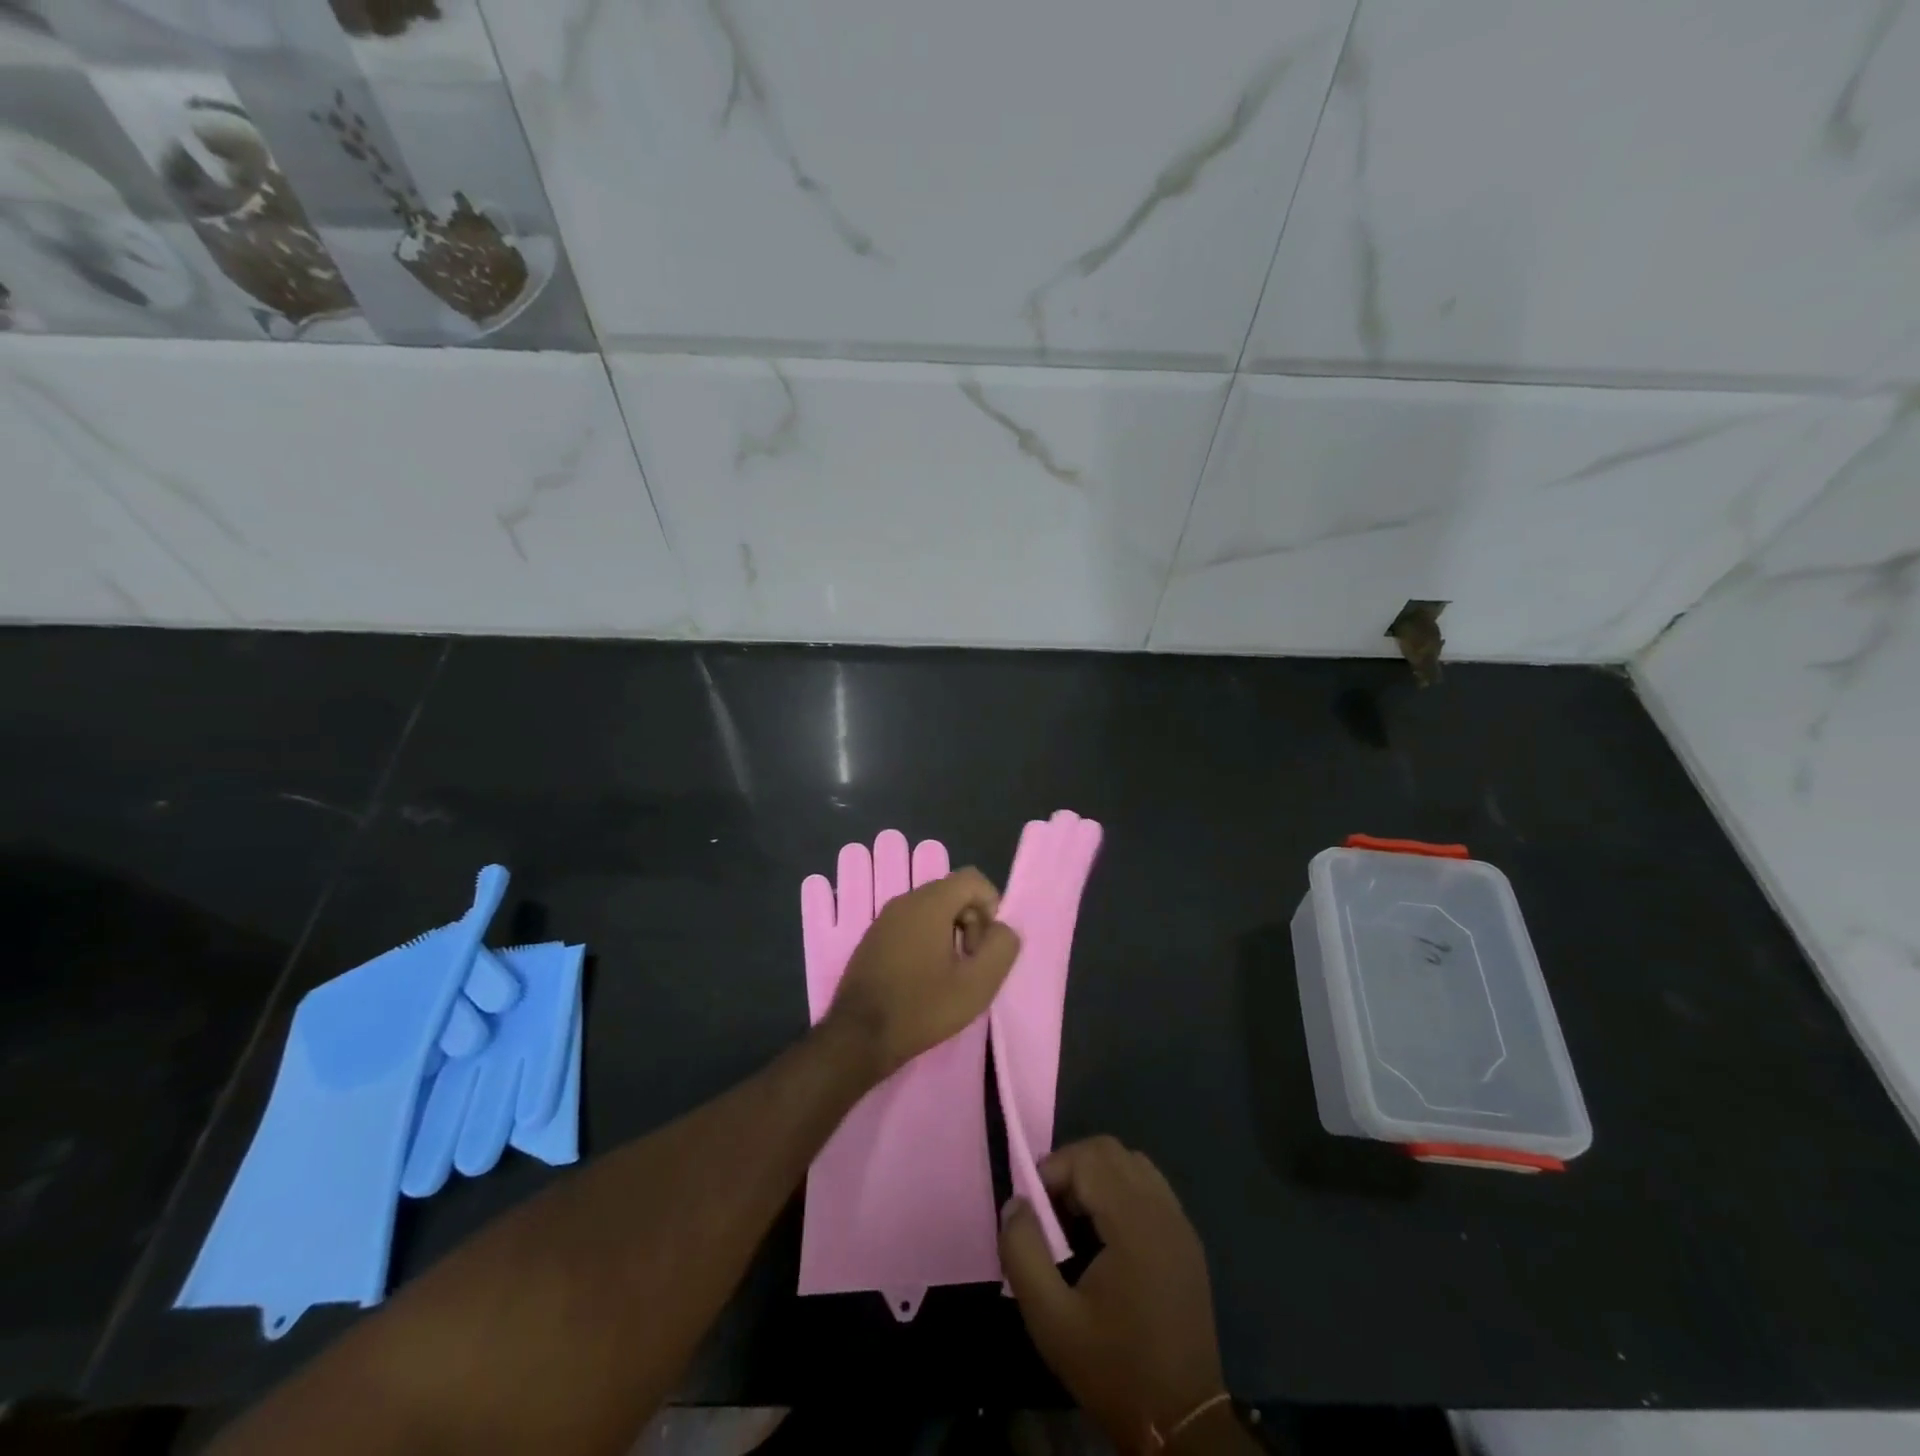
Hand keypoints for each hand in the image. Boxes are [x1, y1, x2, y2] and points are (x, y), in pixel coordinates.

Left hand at [827, 868, 1019, 1078]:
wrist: (859, 1037)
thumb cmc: (922, 1008)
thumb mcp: (977, 984)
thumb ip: (1001, 947)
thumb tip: (1002, 929)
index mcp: (929, 903)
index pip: (972, 879)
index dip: (991, 906)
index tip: (987, 945)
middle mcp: (904, 901)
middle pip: (952, 893)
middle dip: (971, 921)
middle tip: (970, 962)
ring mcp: (884, 919)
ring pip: (931, 910)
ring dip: (949, 933)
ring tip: (950, 974)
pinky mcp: (872, 938)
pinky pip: (910, 925)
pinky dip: (926, 941)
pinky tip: (924, 979)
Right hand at [1000, 1137, 1227, 1453]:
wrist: (1182, 1424)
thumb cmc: (1113, 1368)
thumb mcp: (1050, 1319)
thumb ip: (1023, 1253)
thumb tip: (1016, 1202)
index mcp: (1135, 1223)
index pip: (1088, 1158)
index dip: (1053, 1170)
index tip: (1034, 1210)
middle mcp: (1163, 1210)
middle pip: (1111, 1151)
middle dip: (1072, 1167)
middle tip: (1051, 1211)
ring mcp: (1180, 1223)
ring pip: (1132, 1163)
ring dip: (1097, 1176)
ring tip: (1077, 1221)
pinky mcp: (1187, 1240)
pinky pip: (1150, 1187)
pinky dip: (1121, 1190)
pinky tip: (1108, 1236)